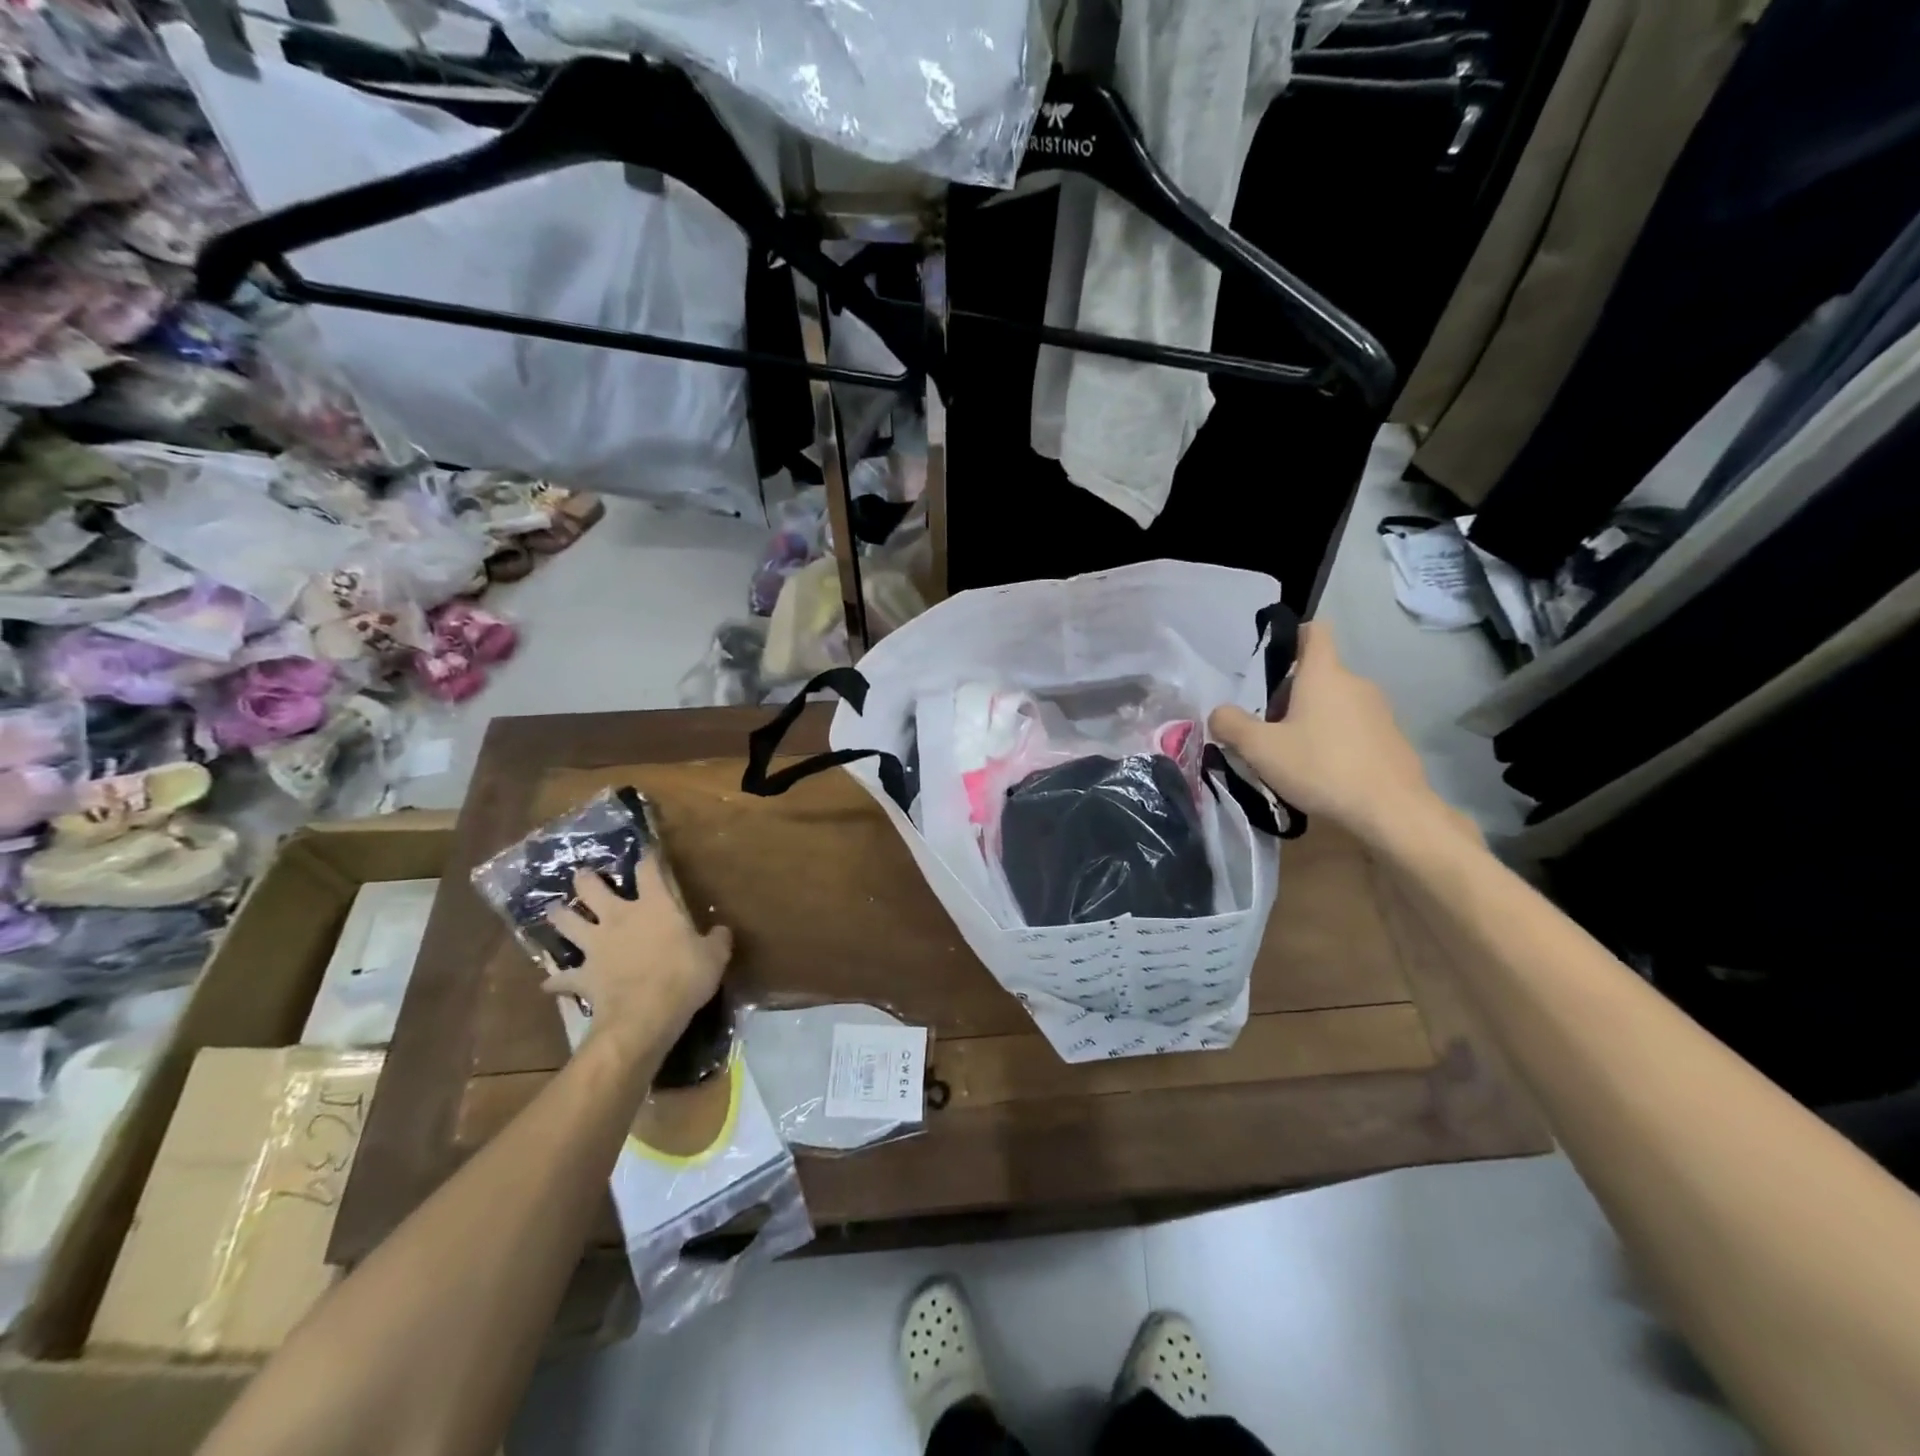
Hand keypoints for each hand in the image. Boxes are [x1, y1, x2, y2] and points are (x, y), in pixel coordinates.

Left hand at [541, 857, 731, 1052]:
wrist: (645, 1015)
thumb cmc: (684, 976)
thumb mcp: (714, 956)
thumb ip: (717, 940)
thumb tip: (721, 931)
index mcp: (654, 906)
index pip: (648, 870)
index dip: (647, 858)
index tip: (646, 852)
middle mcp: (618, 918)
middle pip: (591, 889)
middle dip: (585, 879)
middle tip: (582, 875)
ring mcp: (595, 946)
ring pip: (567, 923)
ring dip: (559, 916)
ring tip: (555, 911)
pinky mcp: (582, 976)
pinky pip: (562, 977)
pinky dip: (556, 980)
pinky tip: (549, 982)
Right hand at [1209, 622, 1463, 847]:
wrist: (1391, 811)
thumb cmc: (1321, 767)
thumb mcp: (1260, 749)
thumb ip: (1231, 725)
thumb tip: (1219, 713)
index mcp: (1324, 674)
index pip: (1314, 631)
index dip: (1292, 637)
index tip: (1271, 664)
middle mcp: (1355, 683)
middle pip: (1317, 675)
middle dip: (1289, 695)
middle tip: (1267, 729)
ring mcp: (1379, 711)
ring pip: (1334, 703)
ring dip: (1311, 720)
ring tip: (1291, 756)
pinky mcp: (1391, 739)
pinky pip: (1353, 728)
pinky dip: (1334, 741)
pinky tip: (1322, 773)